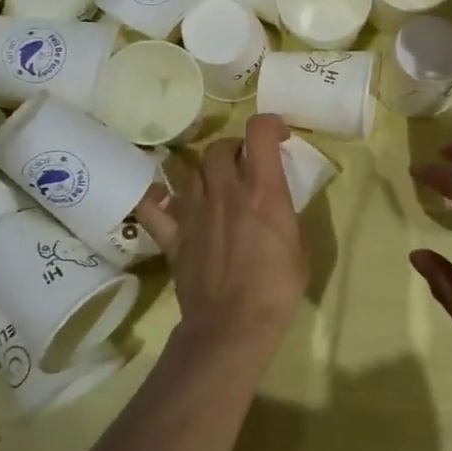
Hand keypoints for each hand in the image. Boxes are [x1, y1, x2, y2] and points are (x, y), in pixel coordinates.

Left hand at [137, 113, 308, 353]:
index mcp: (263, 191)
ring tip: (210, 180)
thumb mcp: (299, 245)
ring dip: (201, 168)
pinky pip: (152, 206)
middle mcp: (225, 191)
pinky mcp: (173, 236)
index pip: (259, 132)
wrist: (233, 326)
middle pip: (218, 147)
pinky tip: (163, 197)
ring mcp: (194, 212)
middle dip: (233, 147)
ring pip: (187, 168)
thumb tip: (276, 206)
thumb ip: (284, 215)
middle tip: (243, 162)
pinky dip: (155, 197)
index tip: (279, 136)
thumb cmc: (277, 288)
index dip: (270, 124)